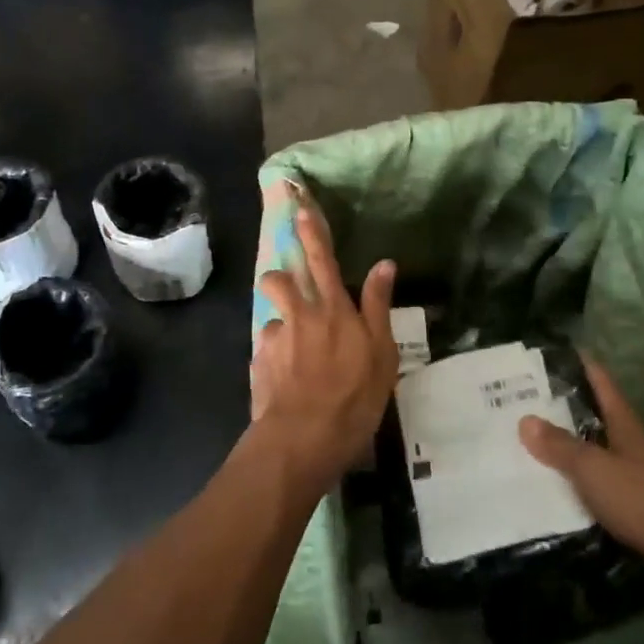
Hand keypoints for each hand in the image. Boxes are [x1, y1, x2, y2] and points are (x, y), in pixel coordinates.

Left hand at [249, 202, 397, 493]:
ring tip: (291, 339)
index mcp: (334, 310)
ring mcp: (276, 338)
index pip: (322, 260)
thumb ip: (379, 306)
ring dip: (279, 315)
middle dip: (280, 270)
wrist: (306, 436)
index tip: (298, 207)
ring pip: (271, 311)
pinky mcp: (259, 361)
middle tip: (287, 283)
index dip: (311, 232)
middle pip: (282, 278)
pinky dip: (275, 355)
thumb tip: (384, 264)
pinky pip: (267, 347)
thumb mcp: (382, 353)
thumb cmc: (355, 396)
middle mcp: (301, 315)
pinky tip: (285, 378)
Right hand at [519, 357, 643, 566]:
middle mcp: (632, 442)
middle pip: (596, 415)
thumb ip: (560, 446)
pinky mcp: (638, 504)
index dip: (579, 364)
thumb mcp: (593, 469)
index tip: (550, 353)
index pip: (600, 381)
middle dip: (564, 407)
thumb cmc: (642, 499)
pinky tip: (556, 485)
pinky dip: (578, 477)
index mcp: (624, 423)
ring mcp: (638, 473)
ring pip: (597, 449)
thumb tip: (525, 419)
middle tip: (524, 401)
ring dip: (570, 444)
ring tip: (531, 442)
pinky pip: (600, 481)